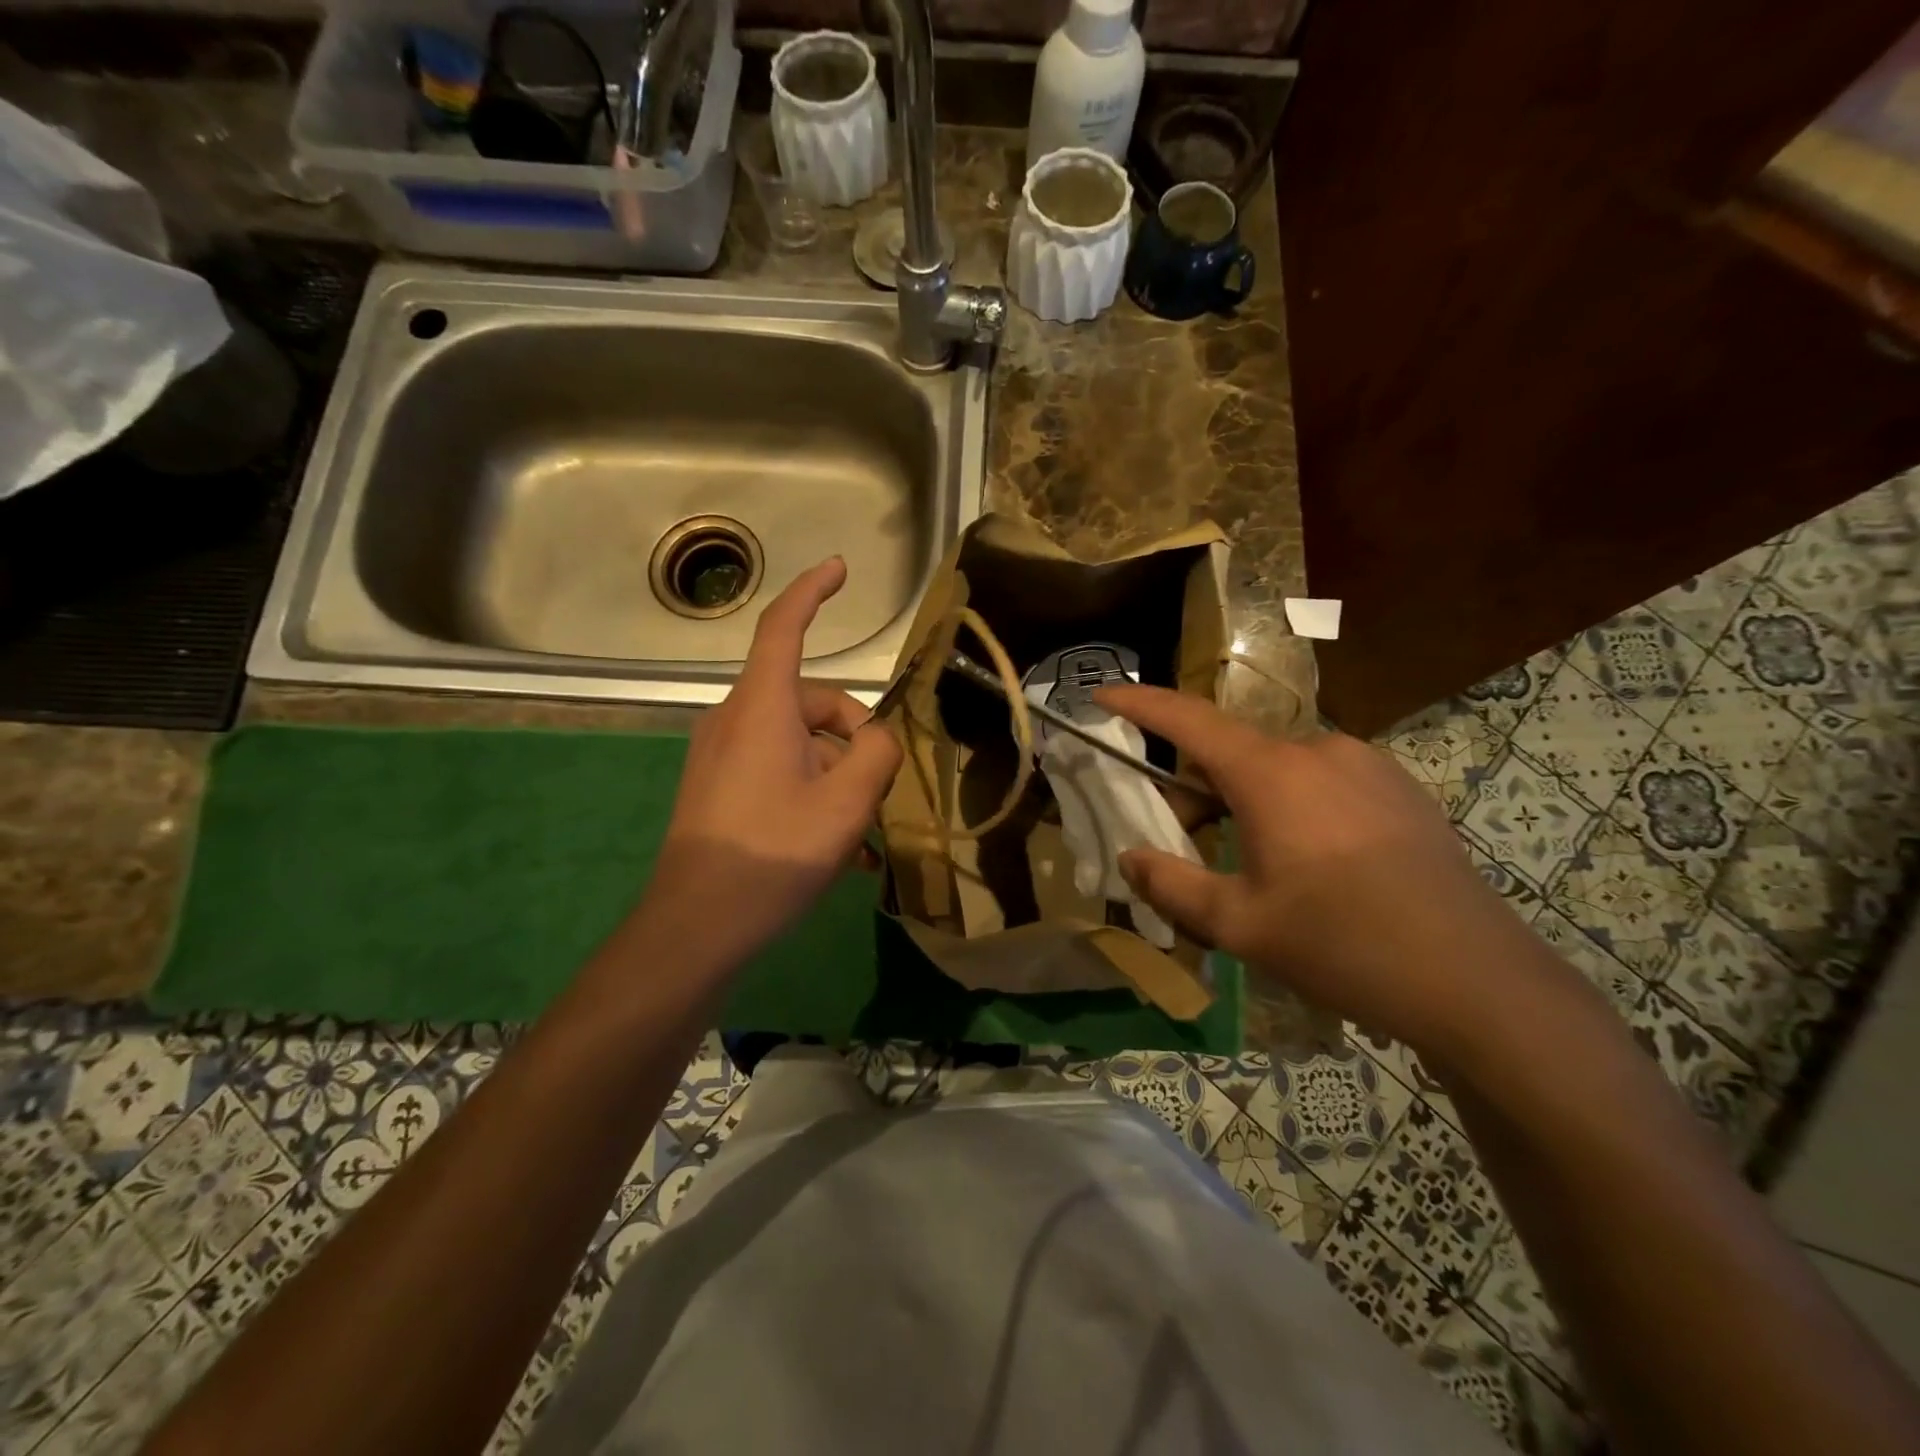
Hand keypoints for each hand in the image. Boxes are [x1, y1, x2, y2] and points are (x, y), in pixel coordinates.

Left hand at [648, 558, 902, 967]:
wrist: (695, 925)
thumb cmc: (773, 853)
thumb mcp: (847, 802)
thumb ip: (877, 753)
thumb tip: (876, 740)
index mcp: (761, 708)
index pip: (784, 627)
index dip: (813, 591)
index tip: (839, 568)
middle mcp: (735, 720)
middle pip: (810, 702)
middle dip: (853, 738)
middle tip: (879, 796)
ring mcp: (722, 755)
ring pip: (799, 744)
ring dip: (837, 777)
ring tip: (862, 838)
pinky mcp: (718, 788)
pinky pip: (778, 771)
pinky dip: (812, 794)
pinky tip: (839, 850)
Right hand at [1097, 684, 1551, 1055]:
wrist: (1478, 981)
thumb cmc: (1342, 946)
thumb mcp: (1239, 925)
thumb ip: (1171, 885)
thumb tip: (1130, 858)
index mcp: (1272, 774)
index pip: (1188, 720)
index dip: (1140, 704)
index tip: (1102, 694)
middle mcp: (1318, 751)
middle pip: (1233, 753)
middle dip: (1197, 789)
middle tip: (1184, 843)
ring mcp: (1367, 765)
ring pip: (1280, 769)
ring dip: (1248, 801)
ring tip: (1255, 865)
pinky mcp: (1401, 789)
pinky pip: (1324, 782)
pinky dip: (1294, 805)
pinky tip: (1315, 864)